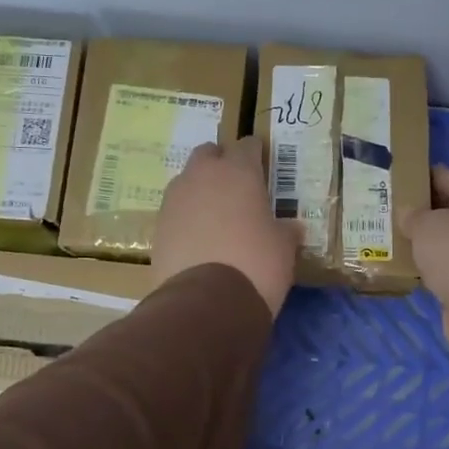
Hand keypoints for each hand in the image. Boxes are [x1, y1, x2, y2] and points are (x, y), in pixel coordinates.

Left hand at [154, 137, 299, 315]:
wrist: (207, 302)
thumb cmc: (256, 264)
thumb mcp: (284, 248)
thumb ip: (284, 230)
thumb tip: (290, 228)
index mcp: (239, 172)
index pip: (247, 145)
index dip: (256, 155)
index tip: (263, 167)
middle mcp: (202, 176)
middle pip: (209, 153)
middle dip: (221, 163)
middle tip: (237, 187)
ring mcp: (175, 200)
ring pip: (187, 180)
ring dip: (200, 190)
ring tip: (216, 215)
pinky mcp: (157, 226)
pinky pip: (175, 210)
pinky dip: (187, 217)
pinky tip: (199, 238)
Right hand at [400, 167, 448, 363]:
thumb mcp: (426, 226)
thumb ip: (413, 215)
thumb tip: (408, 213)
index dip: (423, 176)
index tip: (398, 178)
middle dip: (422, 210)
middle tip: (390, 210)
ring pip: (448, 240)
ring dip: (426, 240)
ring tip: (394, 238)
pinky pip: (447, 265)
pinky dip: (431, 265)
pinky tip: (409, 265)